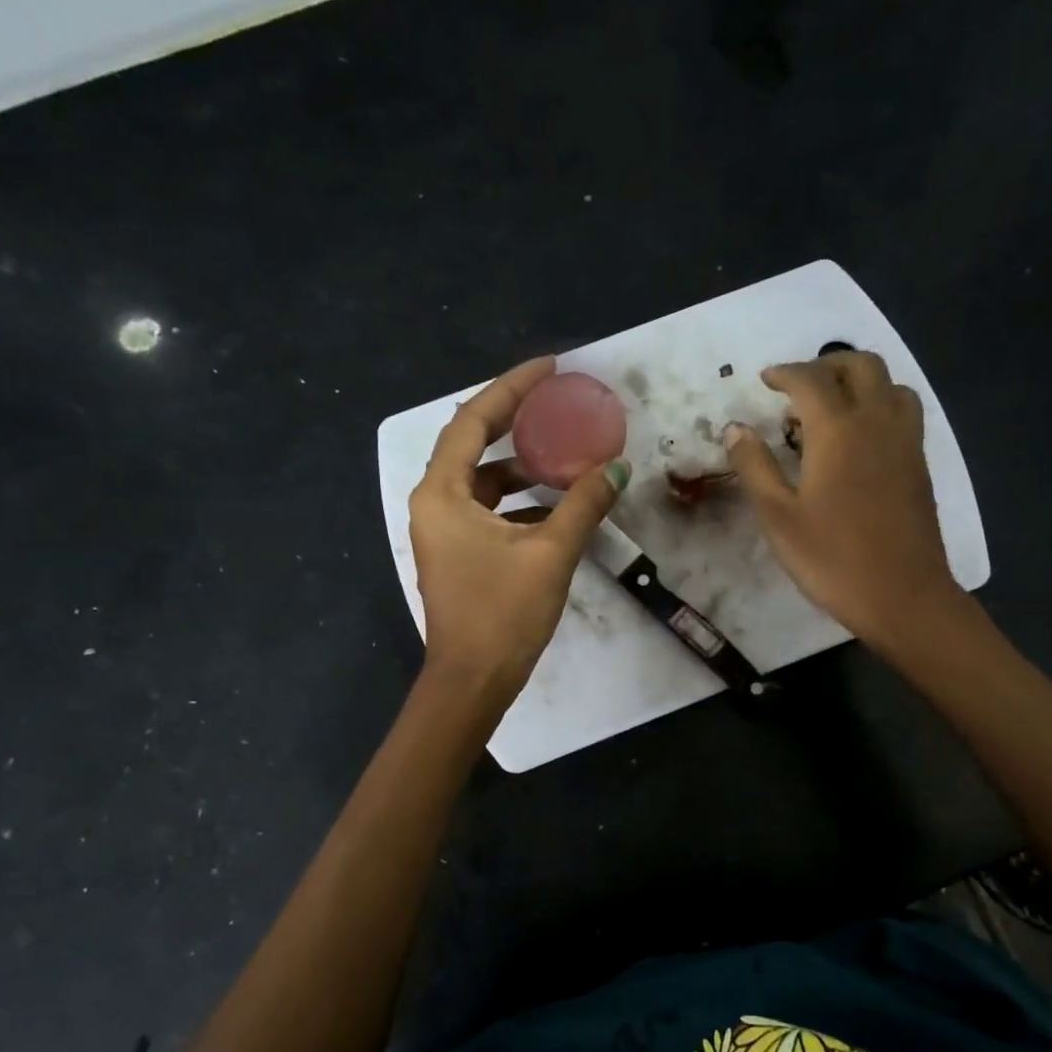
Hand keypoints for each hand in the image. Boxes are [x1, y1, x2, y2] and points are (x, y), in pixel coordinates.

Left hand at [409, 356, 630, 703]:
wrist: (472, 682)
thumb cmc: (502, 615)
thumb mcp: (550, 554)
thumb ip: (583, 505)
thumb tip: (616, 468)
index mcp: (442, 494)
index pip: (473, 421)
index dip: (511, 388)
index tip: (549, 368)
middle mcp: (434, 504)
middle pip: (475, 446)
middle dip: (518, 423)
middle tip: (560, 404)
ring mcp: (444, 531)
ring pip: (484, 482)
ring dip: (524, 468)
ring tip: (568, 455)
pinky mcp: (458, 553)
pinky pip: (489, 510)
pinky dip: (520, 501)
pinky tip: (557, 505)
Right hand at [725, 350, 970, 655]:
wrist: (902, 596)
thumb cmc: (831, 559)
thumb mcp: (778, 516)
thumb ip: (754, 466)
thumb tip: (735, 428)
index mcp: (837, 430)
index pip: (810, 379)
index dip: (785, 373)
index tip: (765, 380)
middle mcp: (877, 422)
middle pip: (860, 365)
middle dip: (826, 364)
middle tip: (797, 388)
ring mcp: (905, 442)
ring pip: (890, 384)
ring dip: (859, 381)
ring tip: (831, 408)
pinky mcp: (919, 464)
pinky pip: (903, 411)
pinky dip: (879, 404)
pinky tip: (859, 438)